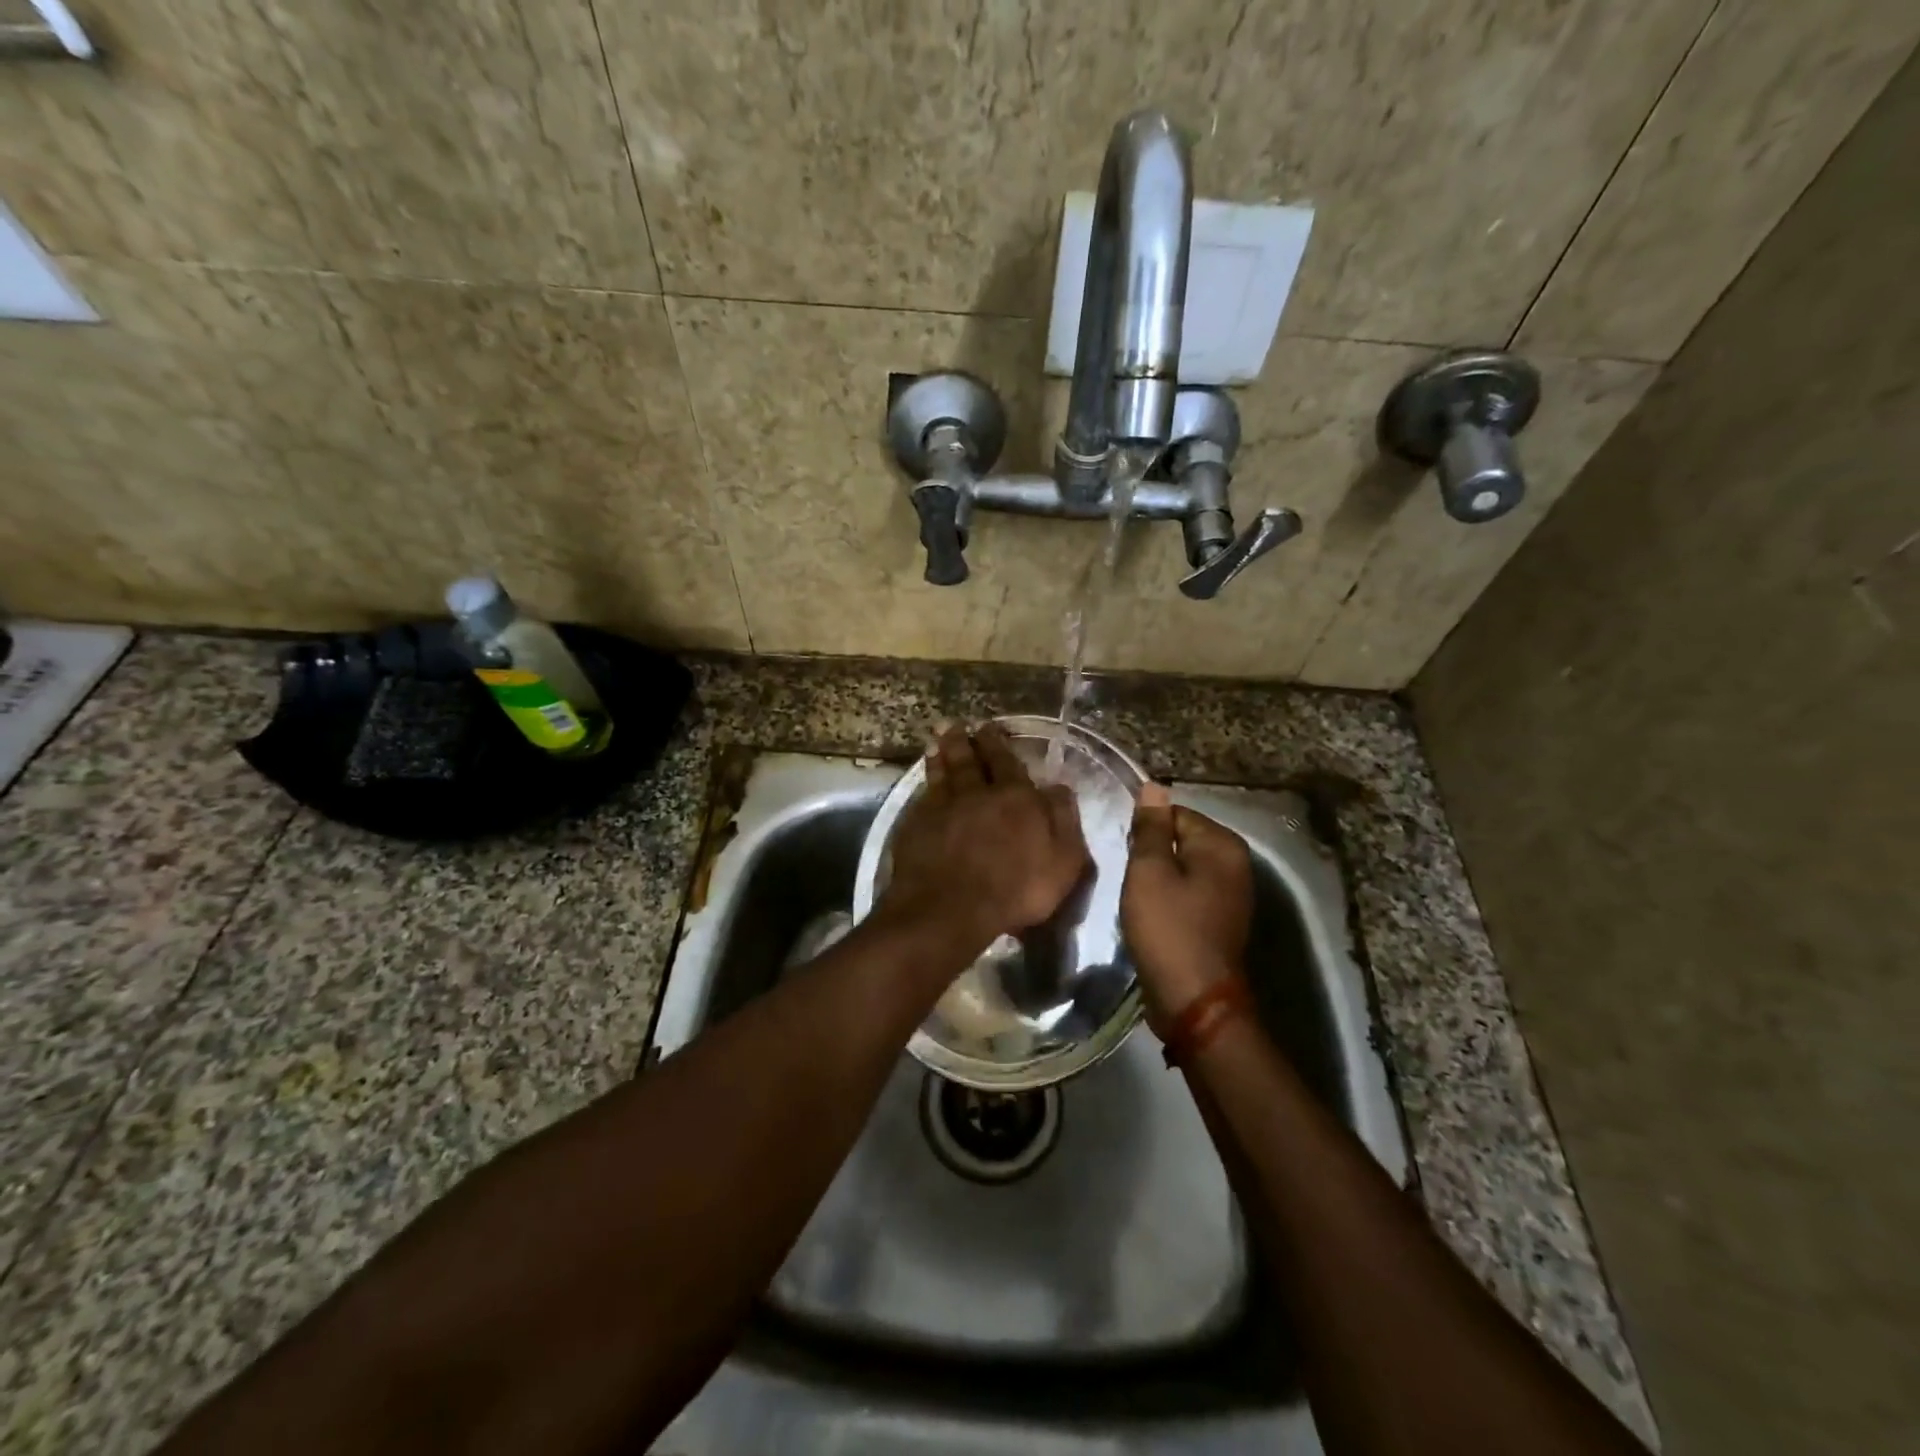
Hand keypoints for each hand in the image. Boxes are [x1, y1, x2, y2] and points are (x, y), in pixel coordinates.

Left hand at [881, 724, 1089, 952]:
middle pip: (971, 760)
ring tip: (938, 738)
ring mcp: (943, 807)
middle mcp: (977, 793)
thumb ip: (1063, 820)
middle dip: (967, 741)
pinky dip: (926, 779)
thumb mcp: (1062, 861)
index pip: (1007, 762)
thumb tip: (1060, 787)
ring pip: (944, 772)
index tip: (990, 727)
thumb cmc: (1016, 890)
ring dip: (942, 753)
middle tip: (959, 724)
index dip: (998, 744)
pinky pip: (924, 794)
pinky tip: (925, 776)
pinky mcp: (918, 825)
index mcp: (1015, 798)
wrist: (951, 909)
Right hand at [1121, 783, 1253, 1026]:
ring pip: (1182, 868)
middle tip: (1129, 877)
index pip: (1175, 813)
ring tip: (1137, 896)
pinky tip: (1151, 914)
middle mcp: (1235, 864)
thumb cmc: (1169, 929)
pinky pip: (1188, 892)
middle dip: (1151, 854)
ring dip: (1157, 877)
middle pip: (1180, 839)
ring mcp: (1231, 894)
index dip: (1144, 830)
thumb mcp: (1149, 872)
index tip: (1125, 853)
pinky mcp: (1220, 919)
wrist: (1194, 1001)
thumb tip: (1154, 786)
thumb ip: (1150, 828)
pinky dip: (1168, 898)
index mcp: (1222, 845)